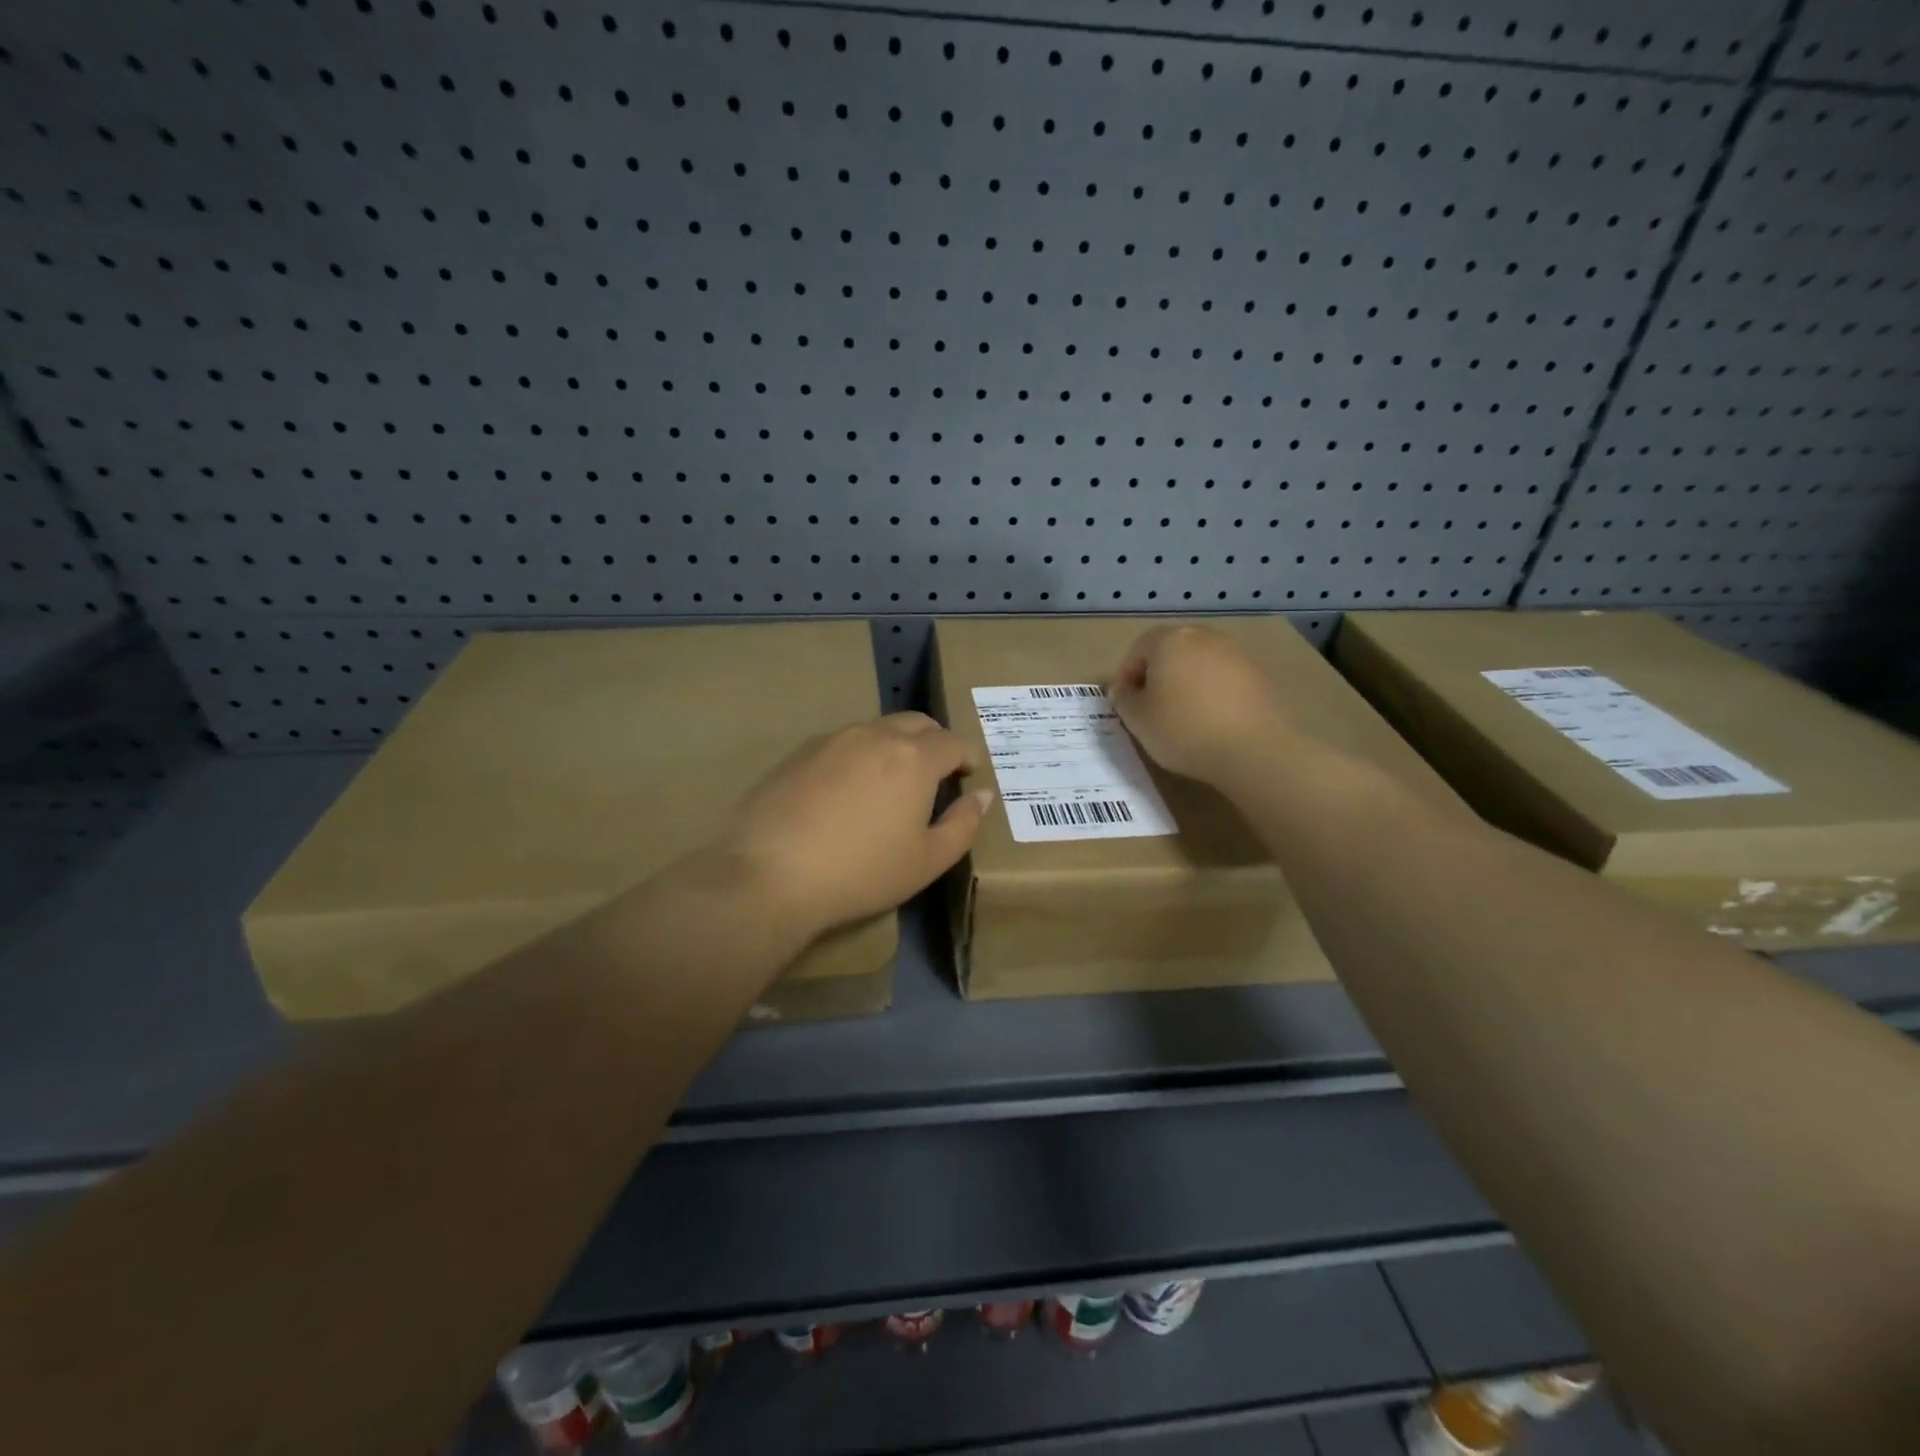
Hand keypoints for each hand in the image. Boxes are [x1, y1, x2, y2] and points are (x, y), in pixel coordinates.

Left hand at [721, 712, 994, 935]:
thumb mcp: (928, 861)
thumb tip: (982, 795)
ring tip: (891, 781)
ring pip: (876, 729)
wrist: (770, 873)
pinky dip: (859, 756)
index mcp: (913, 758)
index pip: (952, 741)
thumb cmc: (861, 872)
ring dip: (894, 745)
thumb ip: (963, 824)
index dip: (966, 756)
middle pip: (915, 723)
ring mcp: (832, 740)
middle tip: (937, 772)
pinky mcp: (799, 753)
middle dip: (934, 741)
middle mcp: (874, 736)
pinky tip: (847, 790)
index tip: (968, 773)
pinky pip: (842, 744)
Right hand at [1109, 625, 1290, 784]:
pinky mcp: (1258, 674)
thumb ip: (1124, 699)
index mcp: (1168, 640)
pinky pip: (1222, 678)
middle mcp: (1202, 637)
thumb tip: (1125, 690)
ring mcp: (1234, 653)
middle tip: (1150, 708)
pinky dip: (1211, 693)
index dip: (1125, 677)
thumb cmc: (1183, 730)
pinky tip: (1211, 721)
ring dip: (1185, 683)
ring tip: (1182, 716)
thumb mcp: (1138, 719)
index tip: (1124, 705)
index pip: (1136, 650)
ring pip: (1198, 664)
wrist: (1254, 749)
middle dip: (1156, 676)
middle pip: (1169, 651)